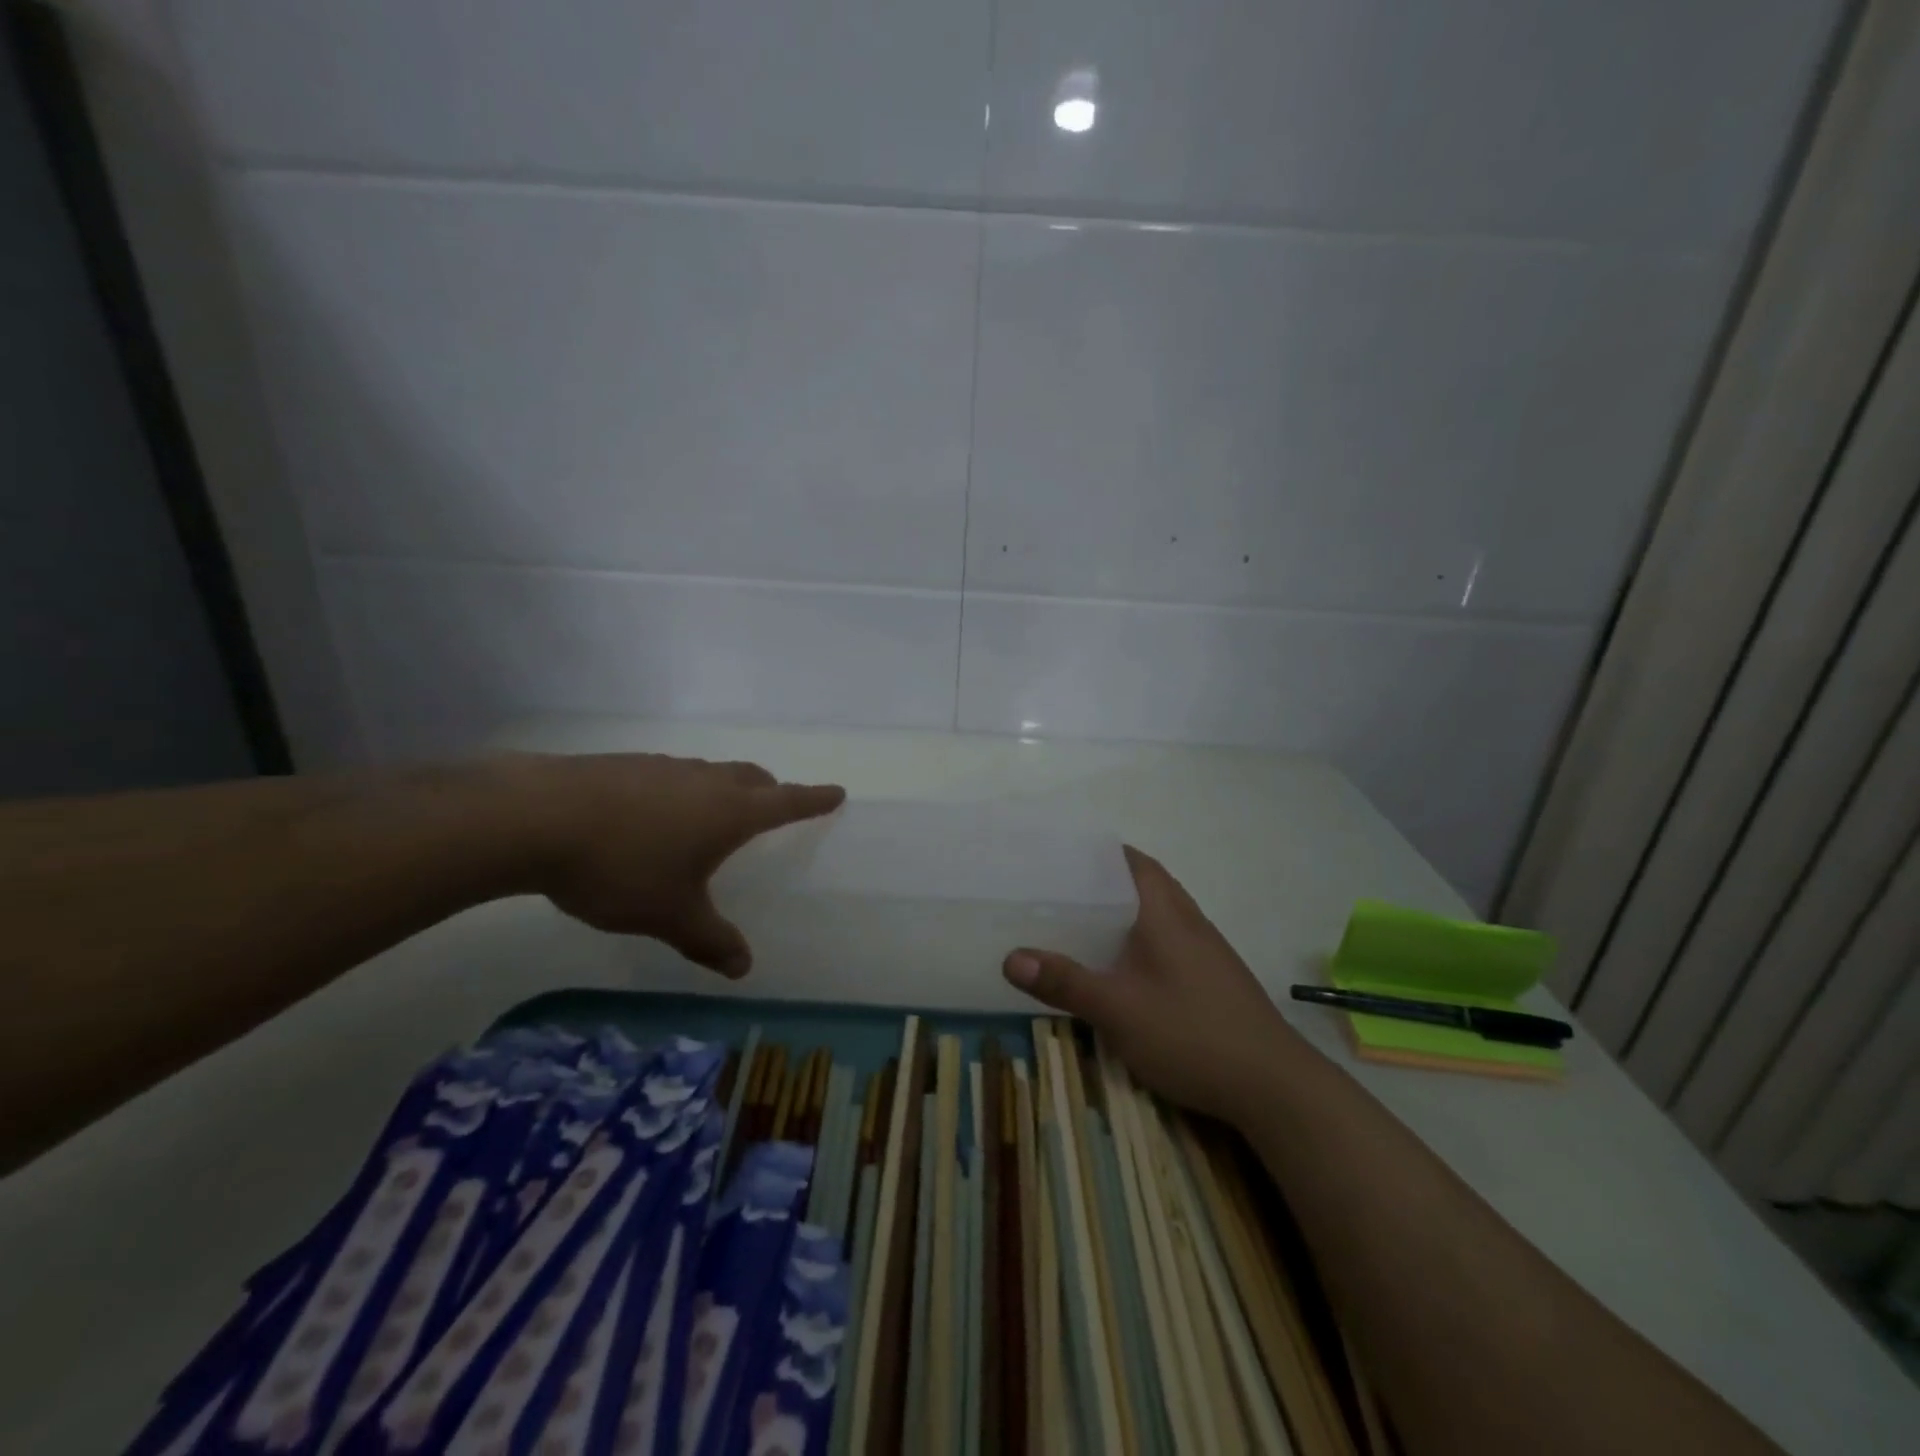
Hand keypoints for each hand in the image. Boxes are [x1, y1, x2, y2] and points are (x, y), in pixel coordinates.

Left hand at [511, 753, 843, 976]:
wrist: (536, 817)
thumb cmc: (622, 867)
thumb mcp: (670, 915)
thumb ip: (710, 940)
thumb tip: (744, 968)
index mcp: (730, 812)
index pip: (787, 801)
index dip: (814, 799)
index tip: (837, 792)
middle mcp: (704, 781)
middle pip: (751, 777)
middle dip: (770, 789)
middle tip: (775, 802)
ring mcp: (663, 767)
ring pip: (709, 773)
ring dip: (723, 788)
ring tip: (711, 813)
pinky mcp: (625, 765)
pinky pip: (669, 775)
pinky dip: (679, 791)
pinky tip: (651, 814)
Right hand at [1003, 845, 1300, 1123]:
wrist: (1274, 1086)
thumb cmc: (1191, 1034)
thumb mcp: (1117, 1010)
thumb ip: (1065, 983)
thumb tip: (1010, 957)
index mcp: (1166, 914)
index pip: (1135, 862)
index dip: (1102, 853)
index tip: (1065, 854)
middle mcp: (1190, 922)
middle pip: (1148, 884)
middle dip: (1109, 881)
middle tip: (1064, 889)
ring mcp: (1209, 951)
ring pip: (1162, 914)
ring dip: (1129, 911)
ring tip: (1086, 922)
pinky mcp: (1217, 979)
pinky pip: (1173, 941)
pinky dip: (1145, 939)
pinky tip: (1127, 967)